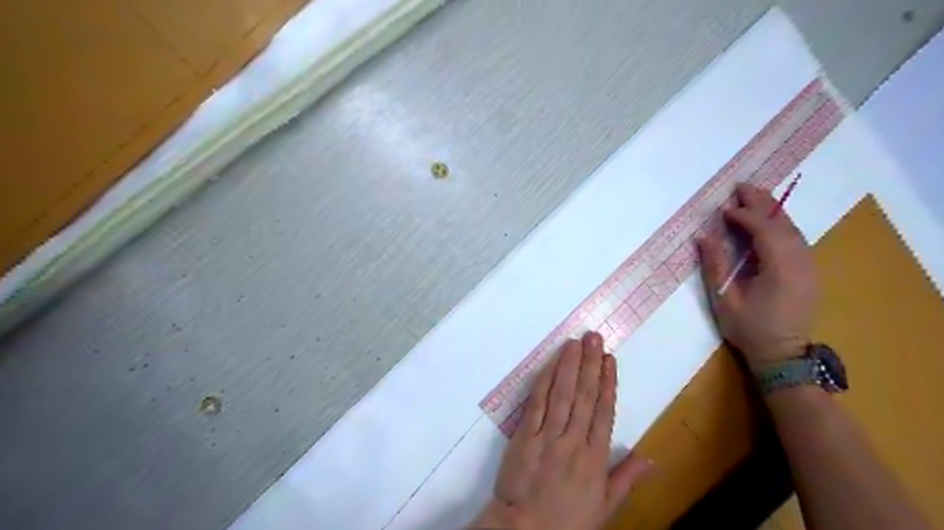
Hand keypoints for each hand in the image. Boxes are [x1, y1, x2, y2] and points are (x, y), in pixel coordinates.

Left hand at [471, 333, 649, 526]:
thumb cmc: (567, 519)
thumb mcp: (605, 506)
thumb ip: (626, 478)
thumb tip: (651, 458)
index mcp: (596, 458)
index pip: (604, 411)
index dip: (608, 382)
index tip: (610, 359)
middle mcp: (574, 441)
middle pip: (585, 396)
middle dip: (590, 364)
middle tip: (594, 337)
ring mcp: (548, 436)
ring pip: (562, 394)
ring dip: (569, 366)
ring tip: (575, 343)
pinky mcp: (525, 435)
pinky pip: (537, 404)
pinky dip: (544, 382)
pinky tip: (550, 364)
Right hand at [696, 184, 823, 368]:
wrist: (782, 355)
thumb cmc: (749, 329)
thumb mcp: (725, 299)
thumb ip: (715, 265)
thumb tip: (703, 236)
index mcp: (780, 269)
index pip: (764, 231)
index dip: (744, 216)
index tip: (723, 210)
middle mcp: (801, 262)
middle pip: (783, 223)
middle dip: (761, 202)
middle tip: (741, 186)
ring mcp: (808, 266)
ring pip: (792, 229)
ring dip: (771, 210)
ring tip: (752, 196)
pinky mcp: (808, 271)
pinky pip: (795, 239)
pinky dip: (779, 224)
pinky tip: (767, 220)